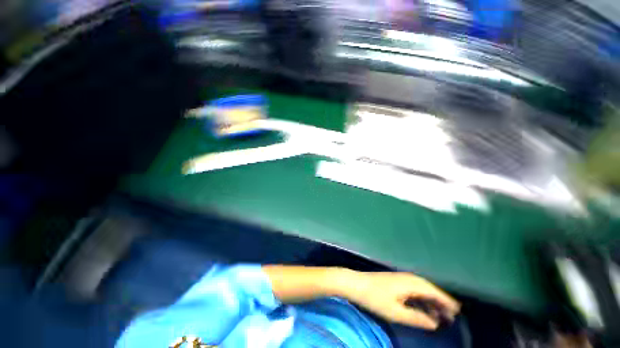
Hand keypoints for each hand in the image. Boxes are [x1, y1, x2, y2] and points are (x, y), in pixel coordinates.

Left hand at [343, 272, 460, 329]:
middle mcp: (407, 278)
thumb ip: (417, 318)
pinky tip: (422, 308)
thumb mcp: (396, 312)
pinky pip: (413, 289)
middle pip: (428, 289)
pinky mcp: (394, 281)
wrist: (355, 284)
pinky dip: (421, 299)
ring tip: (440, 315)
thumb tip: (435, 323)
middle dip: (440, 302)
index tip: (458, 311)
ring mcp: (400, 278)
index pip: (433, 291)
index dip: (446, 301)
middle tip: (451, 316)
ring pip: (421, 289)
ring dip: (431, 301)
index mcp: (410, 283)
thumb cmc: (375, 298)